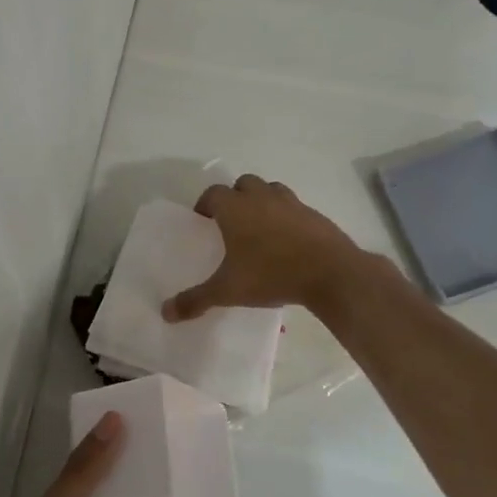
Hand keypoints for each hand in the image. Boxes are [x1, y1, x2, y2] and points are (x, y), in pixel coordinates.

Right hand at [163, 175, 362, 320]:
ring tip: (258, 228)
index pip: (213, 194)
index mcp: (235, 208)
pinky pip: (293, 207)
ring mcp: (291, 203)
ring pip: (270, 190)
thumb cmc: (271, 274)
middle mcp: (261, 197)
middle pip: (243, 184)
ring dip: (261, 201)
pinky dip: (285, 216)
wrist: (330, 272)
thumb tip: (165, 312)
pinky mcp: (313, 214)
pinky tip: (287, 241)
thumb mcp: (228, 291)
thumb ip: (196, 300)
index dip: (205, 204)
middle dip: (234, 197)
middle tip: (230, 222)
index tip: (203, 220)